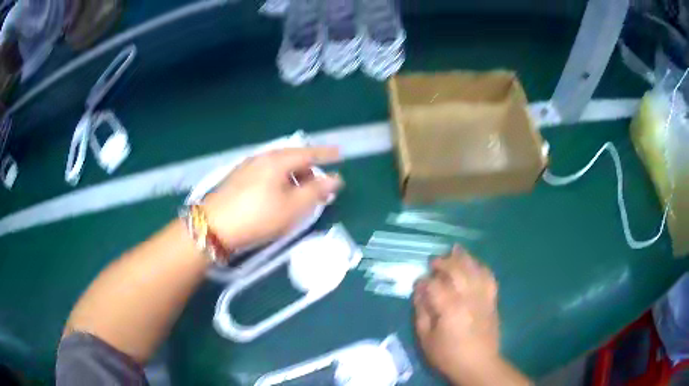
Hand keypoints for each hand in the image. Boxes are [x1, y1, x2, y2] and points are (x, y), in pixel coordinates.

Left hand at [203, 147, 342, 249]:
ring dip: (294, 177)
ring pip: (278, 167)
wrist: (213, 226)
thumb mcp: (292, 207)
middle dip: (309, 170)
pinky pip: (267, 173)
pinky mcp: (238, 178)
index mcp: (277, 160)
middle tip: (319, 187)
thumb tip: (335, 179)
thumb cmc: (258, 216)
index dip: (326, 154)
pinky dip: (279, 181)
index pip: (308, 153)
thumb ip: (315, 191)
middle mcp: (262, 158)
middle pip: (292, 158)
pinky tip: (277, 196)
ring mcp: (248, 167)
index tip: (340, 154)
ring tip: (299, 195)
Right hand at [414, 246, 499, 381]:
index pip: (435, 285)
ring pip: (475, 269)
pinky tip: (475, 264)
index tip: (418, 282)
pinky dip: (481, 267)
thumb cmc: (448, 355)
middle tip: (433, 262)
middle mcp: (469, 297)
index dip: (424, 281)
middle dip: (443, 262)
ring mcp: (483, 297)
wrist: (478, 364)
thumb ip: (422, 312)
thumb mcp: (426, 339)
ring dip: (463, 258)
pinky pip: (489, 277)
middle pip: (457, 270)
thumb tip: (419, 291)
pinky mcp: (492, 300)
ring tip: (454, 250)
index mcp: (450, 308)